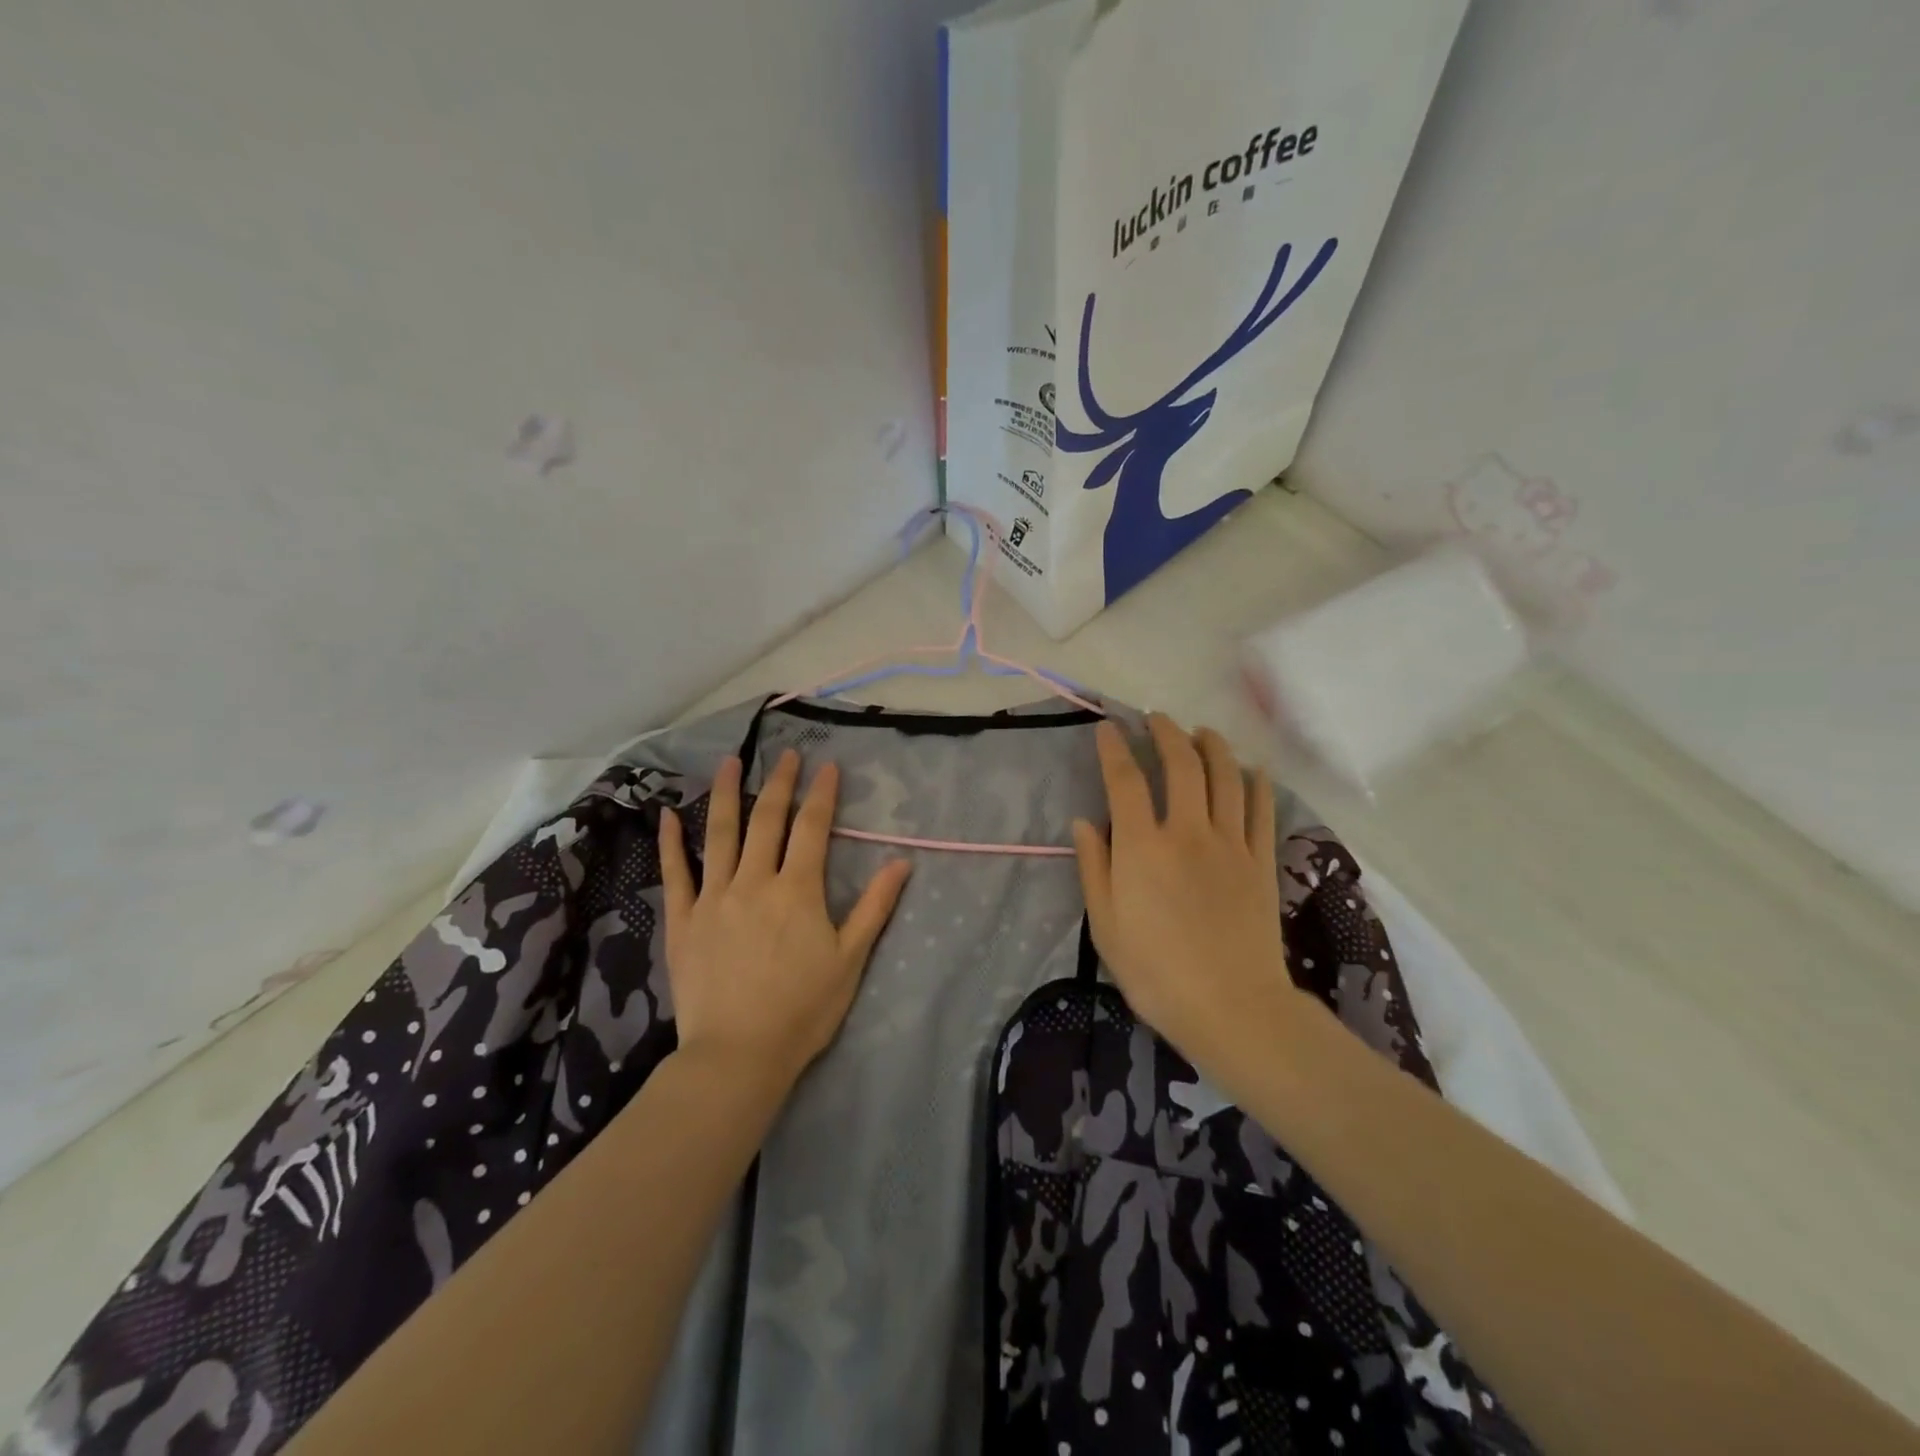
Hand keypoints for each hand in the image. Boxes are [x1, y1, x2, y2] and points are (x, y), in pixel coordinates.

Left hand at [659, 750, 910, 1090]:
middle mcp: (754, 882)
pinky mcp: (683, 921)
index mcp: (797, 890)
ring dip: (725, 794)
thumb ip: (874, 907)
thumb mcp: (850, 959)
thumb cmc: (803, 1009)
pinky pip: (675, 874)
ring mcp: (713, 898)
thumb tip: (901, 863)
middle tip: (785, 754)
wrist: (738, 1055)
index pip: (812, 828)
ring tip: (729, 762)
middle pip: (767, 820)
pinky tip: (666, 815)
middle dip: (779, 782)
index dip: (821, 794)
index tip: (826, 766)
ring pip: (719, 835)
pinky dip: (671, 842)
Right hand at [1072, 716, 1308, 1083]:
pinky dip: (1257, 781)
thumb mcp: (1105, 925)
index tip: (1107, 728)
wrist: (1231, 1007)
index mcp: (1142, 847)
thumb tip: (1084, 822)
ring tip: (1201, 732)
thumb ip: (1094, 867)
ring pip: (1225, 776)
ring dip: (1212, 745)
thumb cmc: (1156, 971)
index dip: (1114, 748)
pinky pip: (1261, 808)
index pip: (1125, 780)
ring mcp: (1229, 843)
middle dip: (1167, 733)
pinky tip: (1252, 768)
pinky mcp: (1260, 861)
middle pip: (1181, 764)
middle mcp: (1186, 832)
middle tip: (1157, 719)